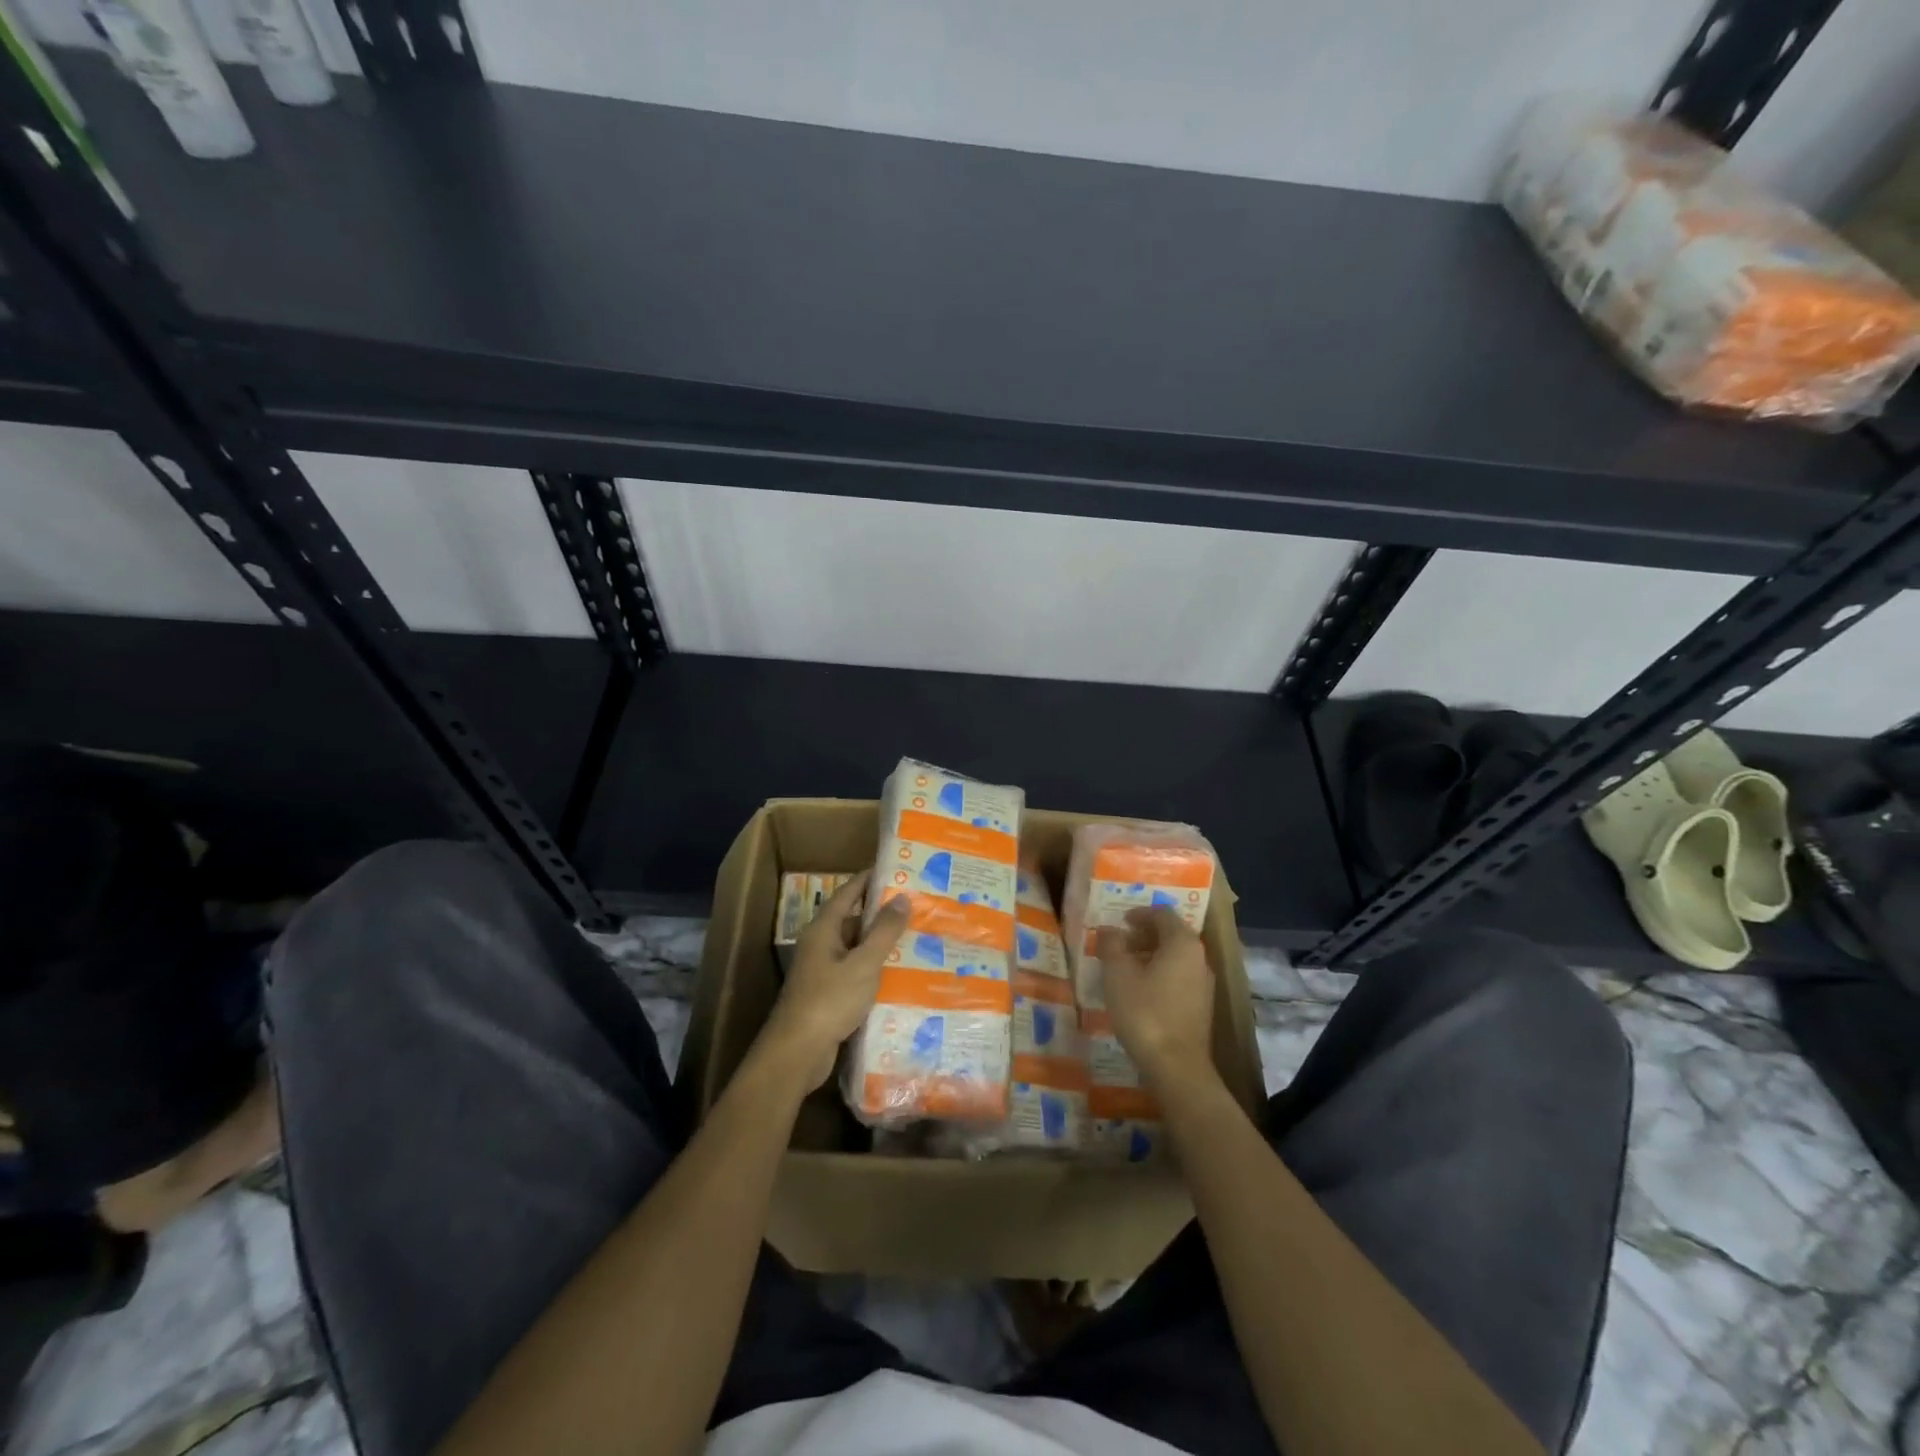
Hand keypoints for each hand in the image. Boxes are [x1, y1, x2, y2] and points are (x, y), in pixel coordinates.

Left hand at [759, 872, 908, 1091]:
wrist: (798, 1053)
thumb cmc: (829, 1000)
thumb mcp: (863, 963)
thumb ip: (884, 931)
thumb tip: (901, 897)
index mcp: (824, 929)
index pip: (848, 892)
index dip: (870, 880)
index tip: (897, 870)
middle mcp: (820, 945)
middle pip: (854, 920)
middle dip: (882, 915)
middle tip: (916, 909)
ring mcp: (823, 971)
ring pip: (856, 949)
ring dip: (881, 945)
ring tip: (917, 940)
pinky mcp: (828, 995)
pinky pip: (856, 973)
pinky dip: (875, 970)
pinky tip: (900, 975)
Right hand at [1096, 907, 1215, 1086]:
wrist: (1176, 1067)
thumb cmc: (1145, 1012)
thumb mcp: (1118, 974)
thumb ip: (1112, 945)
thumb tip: (1109, 929)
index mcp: (1182, 943)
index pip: (1163, 914)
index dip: (1140, 913)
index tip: (1120, 920)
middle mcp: (1199, 958)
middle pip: (1171, 935)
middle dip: (1144, 935)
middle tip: (1119, 943)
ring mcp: (1203, 984)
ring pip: (1176, 958)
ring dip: (1151, 955)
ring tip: (1124, 967)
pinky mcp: (1201, 1006)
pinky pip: (1179, 977)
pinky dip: (1159, 974)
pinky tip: (1139, 991)